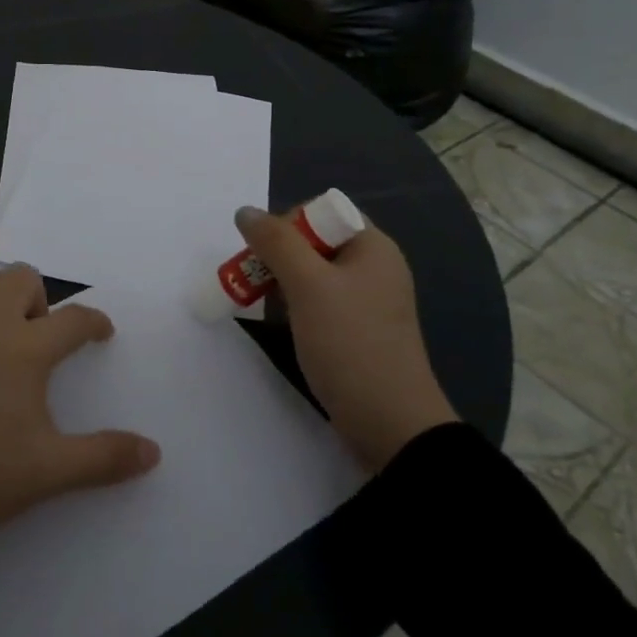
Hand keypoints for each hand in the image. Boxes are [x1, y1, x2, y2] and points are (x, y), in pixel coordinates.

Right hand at [236, 205, 457, 470]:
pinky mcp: (357, 331)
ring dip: (283, 282)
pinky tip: (281, 324)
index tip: (264, 252)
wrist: (390, 425)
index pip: (323, 211)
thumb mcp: (308, 286)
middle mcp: (374, 267)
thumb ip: (276, 243)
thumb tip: (245, 212)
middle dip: (279, 255)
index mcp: (373, 247)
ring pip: (314, 274)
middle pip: (316, 242)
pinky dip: (296, 306)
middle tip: (254, 279)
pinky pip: (320, 303)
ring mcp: (367, 302)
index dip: (289, 223)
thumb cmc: (350, 344)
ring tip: (260, 302)